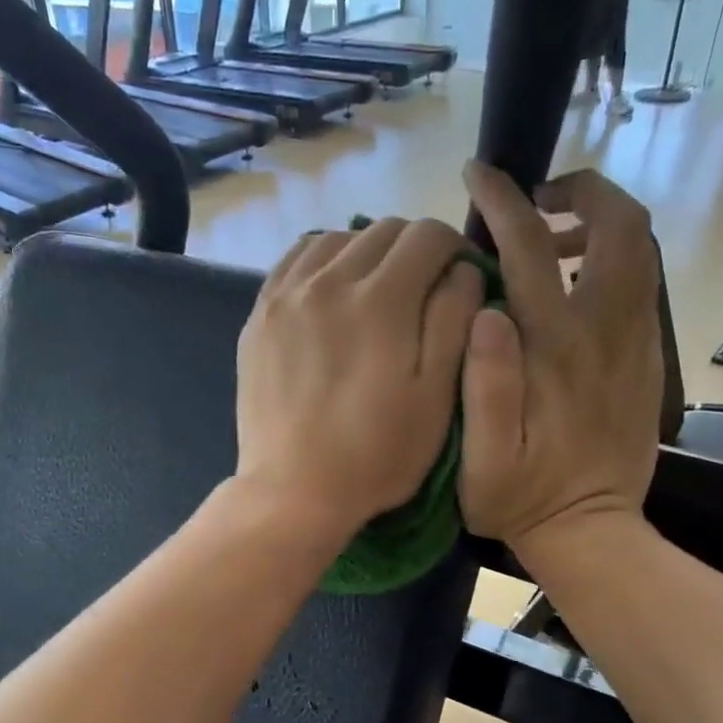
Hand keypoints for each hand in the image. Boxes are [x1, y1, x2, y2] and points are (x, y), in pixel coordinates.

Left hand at [237, 218, 481, 539]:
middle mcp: (330, 280)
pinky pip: (296, 261)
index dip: (454, 249)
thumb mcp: (436, 397)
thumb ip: (454, 321)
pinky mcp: (260, 314)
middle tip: (422, 291)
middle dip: (414, 251)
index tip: (459, 279)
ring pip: (338, 239)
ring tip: (375, 294)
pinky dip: (323, 263)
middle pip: (384, 231)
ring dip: (367, 254)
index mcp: (381, 300)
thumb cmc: (376, 455)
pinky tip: (332, 293)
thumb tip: (462, 269)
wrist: (294, 491)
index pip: (428, 235)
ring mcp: (287, 294)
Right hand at [458, 163, 664, 558]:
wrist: (590, 529)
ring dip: (601, 221)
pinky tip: (578, 282)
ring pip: (641, 248)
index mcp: (555, 350)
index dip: (504, 201)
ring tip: (554, 238)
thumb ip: (484, 385)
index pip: (532, 250)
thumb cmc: (522, 499)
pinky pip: (644, 283)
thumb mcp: (481, 459)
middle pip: (619, 226)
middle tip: (536, 202)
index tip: (479, 173)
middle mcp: (604, 332)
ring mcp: (635, 342)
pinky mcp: (648, 358)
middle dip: (580, 191)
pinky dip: (615, 257)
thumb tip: (486, 311)